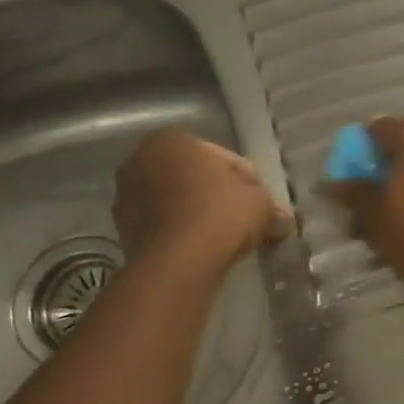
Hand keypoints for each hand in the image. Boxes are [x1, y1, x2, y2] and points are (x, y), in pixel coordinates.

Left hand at [113, 129, 288, 270]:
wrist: (179, 263)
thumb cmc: (221, 216)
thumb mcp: (262, 204)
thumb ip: (270, 205)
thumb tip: (281, 219)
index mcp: (172, 140)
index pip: (223, 157)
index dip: (249, 181)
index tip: (262, 203)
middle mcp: (140, 160)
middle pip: (195, 177)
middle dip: (219, 195)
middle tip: (245, 219)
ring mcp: (125, 196)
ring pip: (177, 201)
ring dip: (198, 215)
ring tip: (225, 239)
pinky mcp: (122, 229)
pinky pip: (164, 225)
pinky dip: (182, 232)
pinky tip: (204, 250)